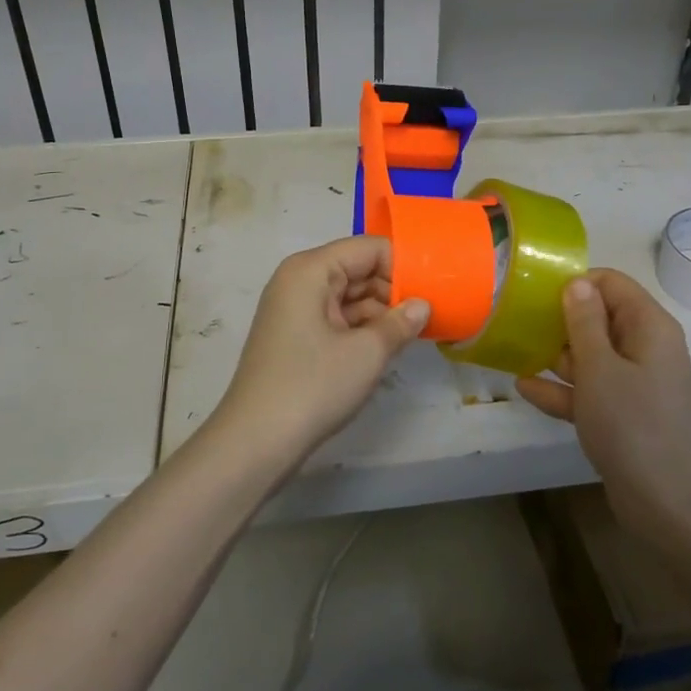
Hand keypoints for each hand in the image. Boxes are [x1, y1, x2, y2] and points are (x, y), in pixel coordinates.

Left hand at [210, 236, 430, 465]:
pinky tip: (387, 347)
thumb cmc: (313, 386)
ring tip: (414, 334)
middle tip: (430, 315)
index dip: (403, 265)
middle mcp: (299, 280)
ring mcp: (294, 309)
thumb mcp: (367, 353)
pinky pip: (336, 318)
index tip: (434, 289)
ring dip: (380, 313)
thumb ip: (400, 322)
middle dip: (393, 290)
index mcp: (311, 270)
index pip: (368, 248)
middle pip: (357, 269)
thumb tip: (422, 306)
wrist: (255, 442)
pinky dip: (361, 329)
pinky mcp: (295, 336)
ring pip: (348, 296)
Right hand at [515, 269, 690, 547]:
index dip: (576, 284)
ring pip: (593, 355)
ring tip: (515, 351)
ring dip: (557, 356)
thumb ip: (584, 321)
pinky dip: (564, 389)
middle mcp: (647, 348)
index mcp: (650, 327)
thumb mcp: (599, 368)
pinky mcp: (626, 414)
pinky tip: (525, 388)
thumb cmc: (632, 426)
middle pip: (600, 318)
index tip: (538, 296)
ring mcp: (637, 383)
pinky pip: (592, 389)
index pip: (612, 284)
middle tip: (518, 323)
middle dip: (561, 321)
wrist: (669, 507)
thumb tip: (576, 282)